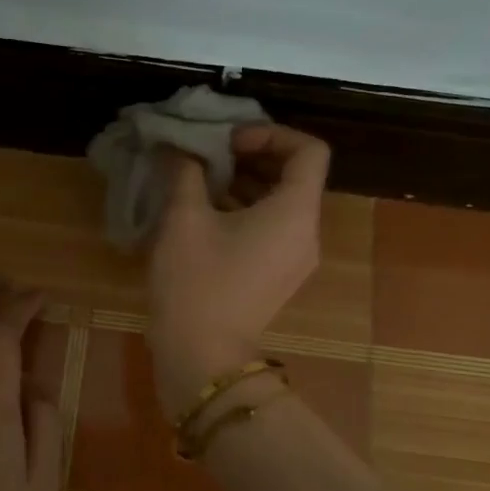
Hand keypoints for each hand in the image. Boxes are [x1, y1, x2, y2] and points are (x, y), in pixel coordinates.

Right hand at [146, 124, 330, 413]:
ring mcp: (295, 258)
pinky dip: (245, 210)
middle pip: (295, 175)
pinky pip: (271, 228)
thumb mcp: (184, 218)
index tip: (229, 141)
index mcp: (295, 212)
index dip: (271, 133)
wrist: (201, 357)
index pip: (309, 150)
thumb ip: (186, 171)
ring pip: (280, 202)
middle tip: (208, 155)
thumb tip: (180, 148)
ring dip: (245, 183)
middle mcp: (306, 232)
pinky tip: (203, 211)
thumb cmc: (196, 283)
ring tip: (199, 180)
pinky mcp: (277, 276)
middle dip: (252, 156)